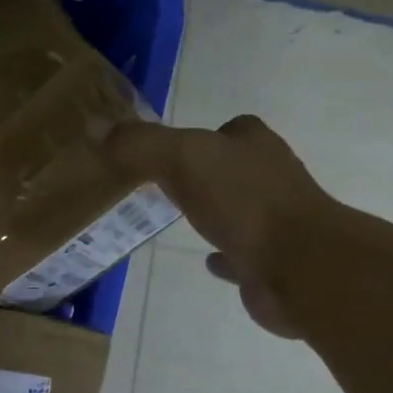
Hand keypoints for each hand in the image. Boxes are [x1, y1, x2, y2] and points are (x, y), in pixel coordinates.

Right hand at [103, 114, 334, 337]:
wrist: (299, 266)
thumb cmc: (244, 202)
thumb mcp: (183, 160)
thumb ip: (140, 144)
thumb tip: (93, 126)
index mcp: (255, 147)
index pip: (233, 130)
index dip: (206, 135)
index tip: (174, 148)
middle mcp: (271, 179)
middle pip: (236, 170)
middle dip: (209, 175)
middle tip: (169, 185)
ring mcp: (277, 223)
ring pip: (241, 212)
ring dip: (218, 213)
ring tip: (182, 220)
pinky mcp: (273, 263)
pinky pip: (243, 255)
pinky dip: (226, 257)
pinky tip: (207, 261)